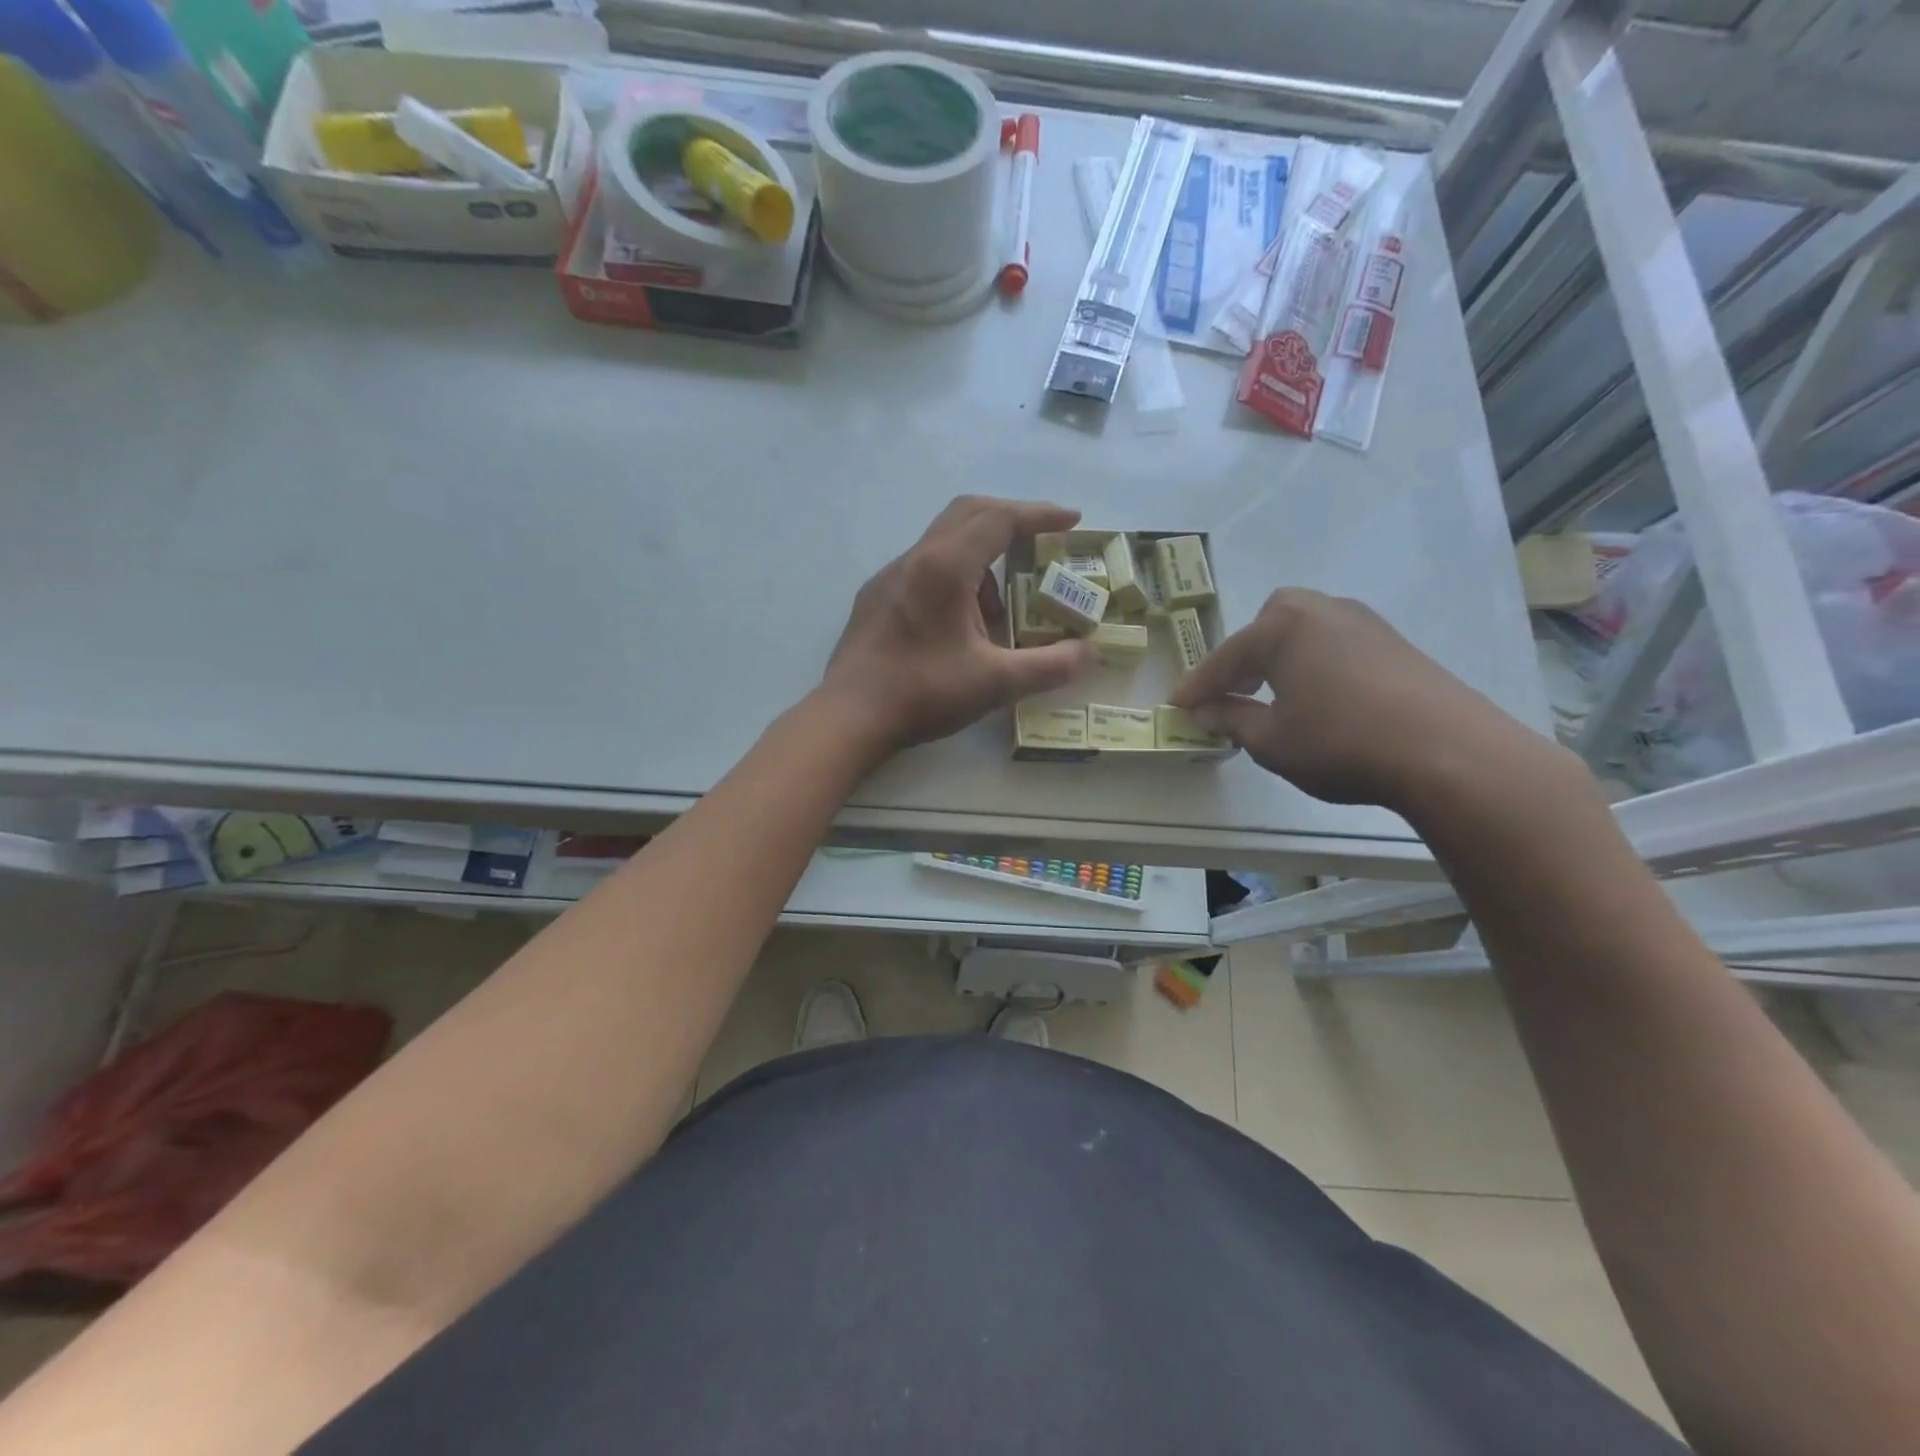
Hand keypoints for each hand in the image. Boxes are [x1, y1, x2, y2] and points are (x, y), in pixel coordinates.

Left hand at [821, 496, 1096, 755]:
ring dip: (981, 560)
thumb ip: (1049, 666)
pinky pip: (924, 568)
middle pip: (969, 513)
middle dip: (1011, 520)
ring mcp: (890, 577)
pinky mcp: (876, 598)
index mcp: (946, 567)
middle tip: (1042, 543)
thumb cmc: (923, 693)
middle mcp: (915, 559)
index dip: (1040, 514)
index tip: (1072, 519)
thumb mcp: (995, 683)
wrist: (849, 717)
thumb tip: (1089, 653)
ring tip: (999, 612)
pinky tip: (959, 626)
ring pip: (944, 542)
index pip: (1000, 519)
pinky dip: (954, 578)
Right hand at [1170, 589, 1543, 811]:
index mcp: (1281, 627)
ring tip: (1273, 696)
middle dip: (1243, 658)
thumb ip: (1231, 720)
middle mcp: (1320, 610)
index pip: (1224, 658)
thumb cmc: (1340, 742)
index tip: (1176, 706)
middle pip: (1266, 626)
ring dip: (1280, 659)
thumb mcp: (1271, 740)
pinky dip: (1314, 664)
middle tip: (1230, 693)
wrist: (1447, 752)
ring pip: (1304, 632)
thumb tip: (1206, 711)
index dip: (1197, 686)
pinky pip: (1334, 644)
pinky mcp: (1394, 642)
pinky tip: (1320, 697)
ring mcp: (1363, 622)